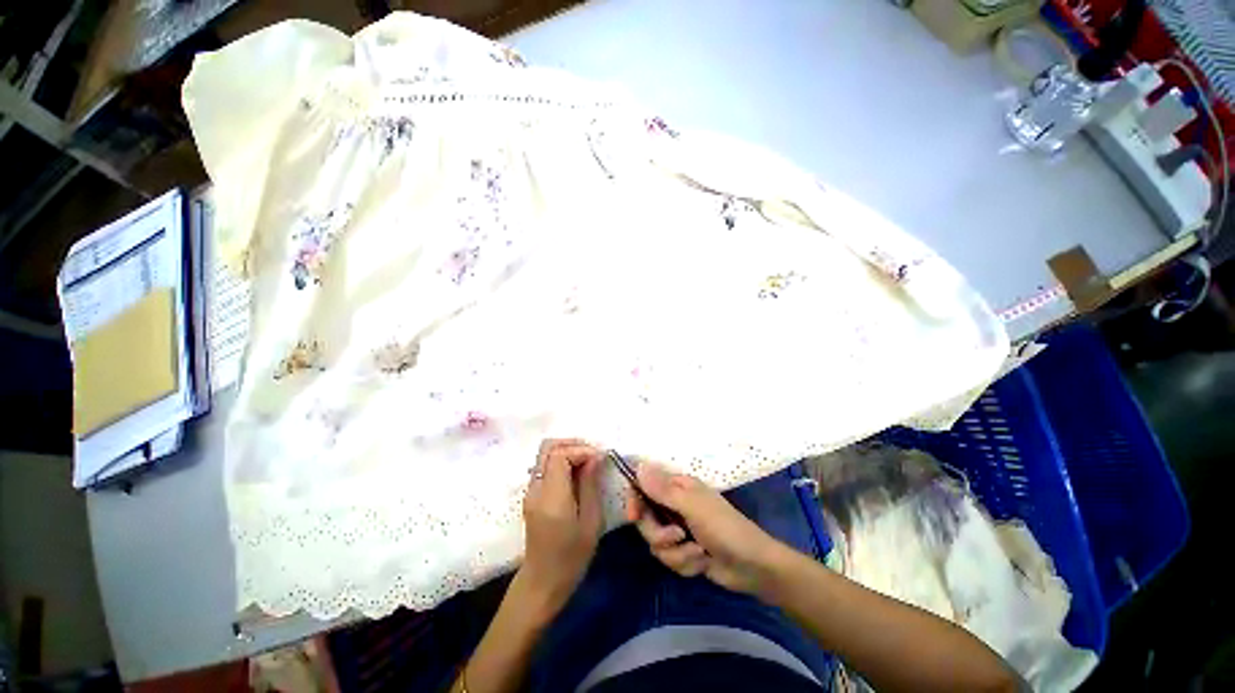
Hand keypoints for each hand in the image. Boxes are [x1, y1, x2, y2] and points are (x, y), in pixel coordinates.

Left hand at [518, 439, 604, 614]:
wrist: (542, 583)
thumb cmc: (571, 557)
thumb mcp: (591, 521)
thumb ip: (590, 484)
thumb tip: (595, 457)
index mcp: (551, 496)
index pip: (559, 455)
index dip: (581, 449)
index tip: (600, 457)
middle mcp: (536, 488)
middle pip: (547, 447)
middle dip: (572, 444)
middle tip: (593, 454)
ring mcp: (530, 491)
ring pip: (545, 454)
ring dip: (567, 451)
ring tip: (588, 462)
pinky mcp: (531, 495)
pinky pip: (545, 466)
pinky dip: (562, 461)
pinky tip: (578, 473)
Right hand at [626, 463, 788, 596]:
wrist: (753, 567)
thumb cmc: (725, 528)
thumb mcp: (692, 507)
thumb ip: (662, 489)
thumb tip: (639, 465)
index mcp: (677, 487)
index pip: (644, 487)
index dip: (635, 500)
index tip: (634, 516)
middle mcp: (675, 506)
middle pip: (646, 520)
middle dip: (660, 534)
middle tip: (676, 537)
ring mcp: (679, 530)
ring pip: (657, 543)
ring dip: (676, 553)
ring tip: (698, 552)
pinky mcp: (684, 552)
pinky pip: (670, 559)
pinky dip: (685, 563)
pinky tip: (703, 562)